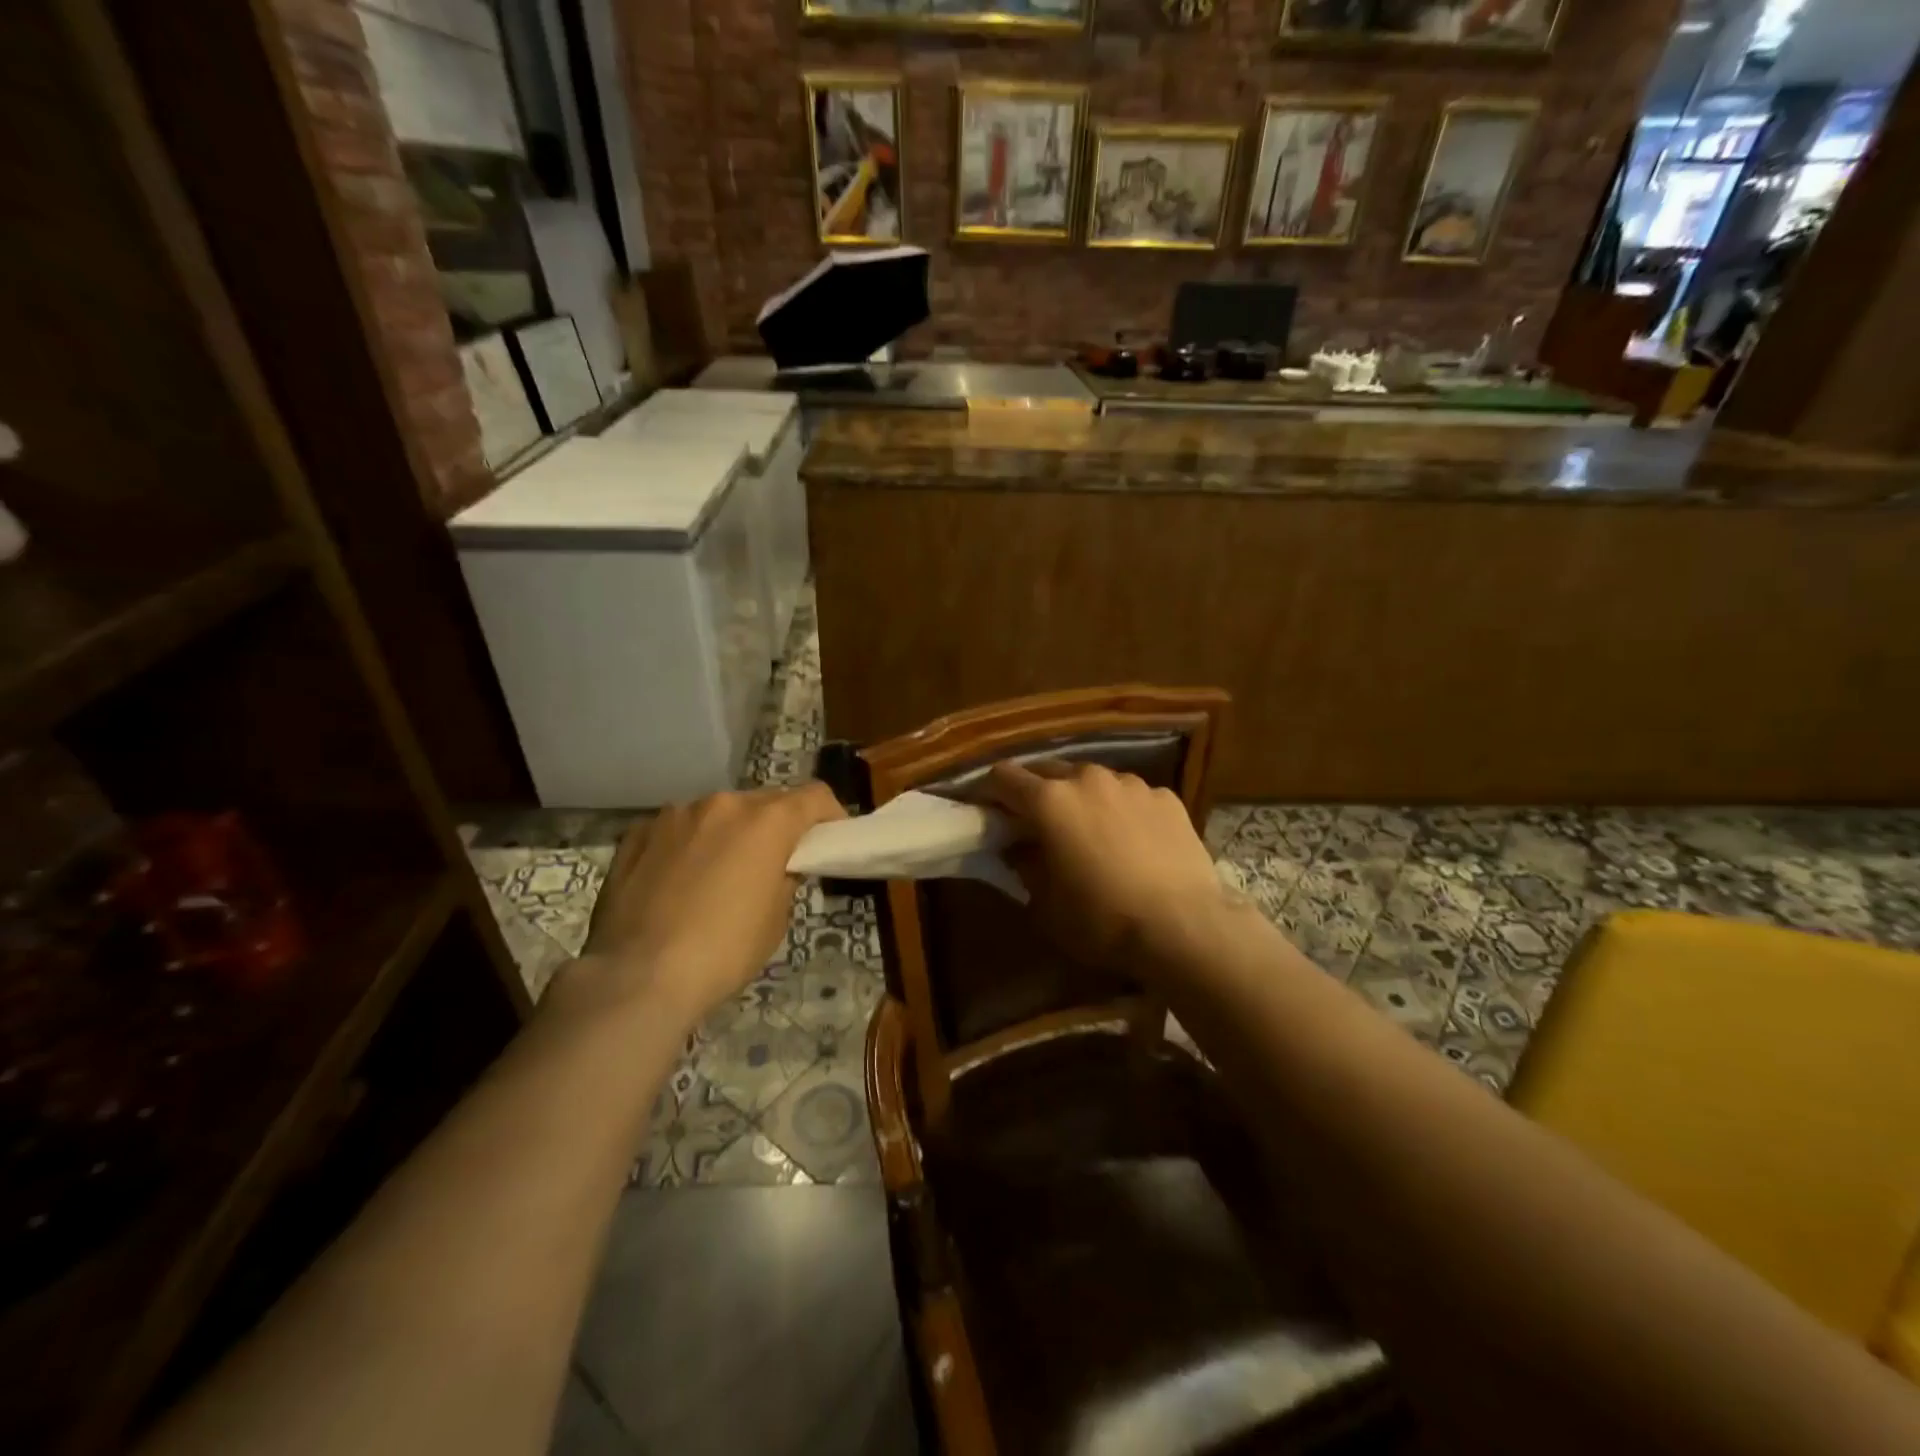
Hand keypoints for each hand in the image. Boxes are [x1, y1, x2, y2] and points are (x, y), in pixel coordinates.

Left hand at [581, 783, 844, 1029]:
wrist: (637, 977)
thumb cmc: (723, 951)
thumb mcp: (776, 919)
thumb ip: (785, 878)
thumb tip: (778, 866)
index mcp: (766, 821)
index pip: (815, 796)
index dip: (830, 814)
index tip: (829, 840)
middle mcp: (722, 804)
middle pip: (764, 802)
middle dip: (776, 826)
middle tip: (774, 863)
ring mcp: (675, 815)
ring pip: (717, 813)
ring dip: (729, 833)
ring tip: (719, 874)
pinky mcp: (637, 833)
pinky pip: (678, 829)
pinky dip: (689, 844)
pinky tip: (677, 881)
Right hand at [978, 760, 1231, 973]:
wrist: (1184, 926)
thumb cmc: (1102, 919)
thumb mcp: (1046, 903)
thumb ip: (1024, 864)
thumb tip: (1017, 847)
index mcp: (1049, 800)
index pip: (1002, 777)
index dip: (989, 793)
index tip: (988, 813)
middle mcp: (1087, 778)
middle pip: (1046, 770)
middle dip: (1034, 791)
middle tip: (1034, 822)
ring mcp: (1131, 784)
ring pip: (1092, 779)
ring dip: (1080, 798)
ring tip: (1089, 830)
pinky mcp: (1166, 797)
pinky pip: (1130, 795)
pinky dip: (1121, 810)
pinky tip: (1132, 841)